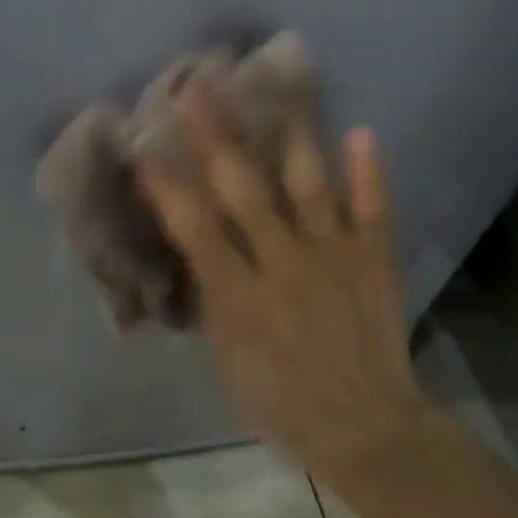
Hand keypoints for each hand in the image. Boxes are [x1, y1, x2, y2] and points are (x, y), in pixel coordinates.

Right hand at [136, 85, 430, 481]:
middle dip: (215, 137)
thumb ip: (208, 297)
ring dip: (292, 136)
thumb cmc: (279, 400)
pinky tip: (362, 131)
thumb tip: (191, 249)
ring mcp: (332, 256)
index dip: (166, 186)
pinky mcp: (372, 260)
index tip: (144, 147)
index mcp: (238, 294)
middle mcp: (283, 263)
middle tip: (196, 90)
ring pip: (308, 186)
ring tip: (282, 88)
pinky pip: (372, 210)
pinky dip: (368, 173)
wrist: (365, 429)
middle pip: (242, 190)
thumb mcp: (224, 359)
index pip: (193, 227)